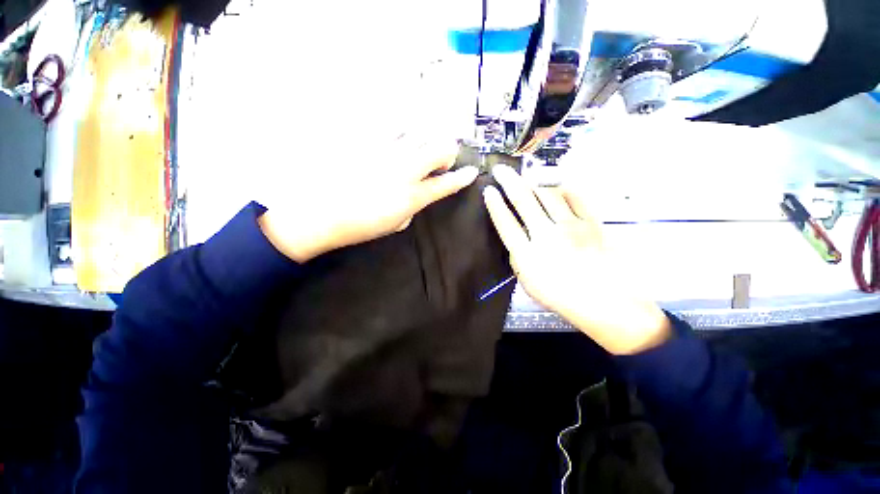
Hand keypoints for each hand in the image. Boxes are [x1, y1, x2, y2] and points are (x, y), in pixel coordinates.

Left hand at [258, 140, 478, 262]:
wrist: (320, 214)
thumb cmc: (360, 225)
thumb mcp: (396, 224)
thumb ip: (413, 206)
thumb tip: (418, 192)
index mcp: (412, 196)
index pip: (446, 184)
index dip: (462, 178)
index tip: (471, 172)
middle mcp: (404, 170)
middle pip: (441, 147)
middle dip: (447, 152)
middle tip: (438, 161)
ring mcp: (385, 152)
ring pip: (419, 131)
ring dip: (424, 139)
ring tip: (414, 148)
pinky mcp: (366, 140)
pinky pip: (391, 124)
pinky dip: (399, 129)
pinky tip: (393, 138)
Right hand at [483, 165, 670, 354]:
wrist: (602, 301)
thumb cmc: (559, 295)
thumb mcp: (527, 282)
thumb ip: (518, 256)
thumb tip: (516, 236)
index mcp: (527, 254)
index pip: (505, 222)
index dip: (494, 205)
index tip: (488, 191)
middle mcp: (546, 235)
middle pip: (523, 201)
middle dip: (508, 182)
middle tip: (500, 169)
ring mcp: (570, 226)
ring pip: (548, 195)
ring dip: (533, 183)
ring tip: (526, 178)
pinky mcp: (591, 223)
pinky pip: (575, 198)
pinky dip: (563, 190)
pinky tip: (556, 187)